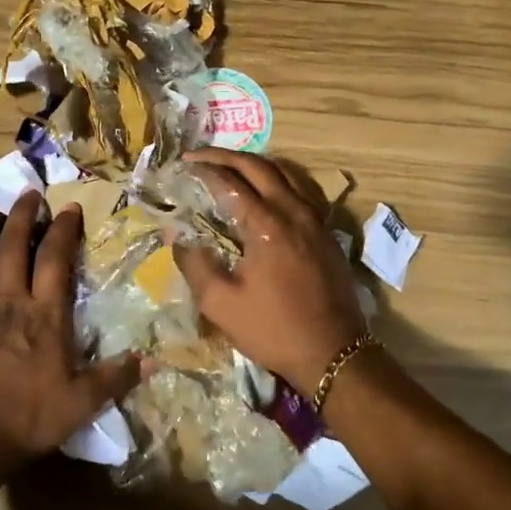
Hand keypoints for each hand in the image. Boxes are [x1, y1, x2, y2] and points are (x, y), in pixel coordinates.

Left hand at [0, 193, 142, 474]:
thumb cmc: (28, 419)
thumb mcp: (81, 403)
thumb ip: (116, 378)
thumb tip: (153, 360)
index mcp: (44, 315)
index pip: (55, 258)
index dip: (63, 229)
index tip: (69, 208)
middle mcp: (9, 303)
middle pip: (13, 246)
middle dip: (22, 215)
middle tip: (29, 195)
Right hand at [176, 149, 366, 397]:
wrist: (333, 353)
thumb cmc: (273, 329)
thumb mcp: (220, 304)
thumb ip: (194, 263)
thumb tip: (177, 234)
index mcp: (266, 224)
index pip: (229, 182)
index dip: (203, 170)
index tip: (181, 165)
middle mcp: (293, 210)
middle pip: (258, 166)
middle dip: (225, 156)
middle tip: (199, 155)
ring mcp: (315, 218)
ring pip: (285, 171)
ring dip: (255, 161)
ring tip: (231, 164)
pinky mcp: (327, 230)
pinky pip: (303, 188)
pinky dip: (282, 176)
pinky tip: (271, 186)